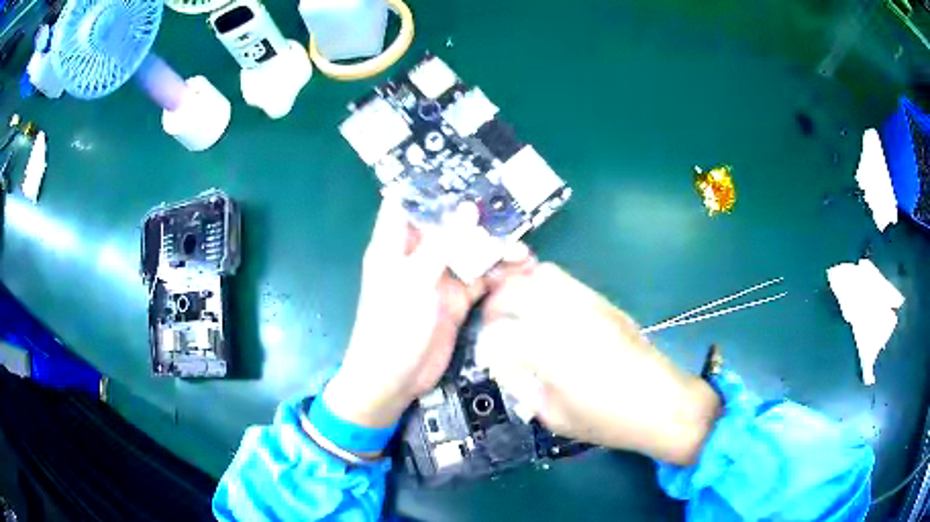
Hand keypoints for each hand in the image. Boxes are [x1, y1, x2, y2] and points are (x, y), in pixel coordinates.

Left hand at [323, 199, 533, 429]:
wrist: (394, 379)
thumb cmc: (392, 327)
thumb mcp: (414, 281)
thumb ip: (442, 244)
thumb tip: (468, 207)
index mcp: (395, 243)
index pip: (407, 202)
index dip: (429, 184)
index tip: (461, 168)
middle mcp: (417, 254)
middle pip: (448, 224)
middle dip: (477, 216)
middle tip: (510, 207)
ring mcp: (439, 277)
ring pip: (470, 251)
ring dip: (495, 249)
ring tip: (524, 249)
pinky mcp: (456, 299)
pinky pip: (480, 278)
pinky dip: (499, 274)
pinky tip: (521, 270)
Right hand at [481, 263, 720, 465]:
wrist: (661, 403)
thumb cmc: (607, 419)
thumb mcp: (553, 415)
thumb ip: (521, 385)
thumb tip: (502, 363)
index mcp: (549, 349)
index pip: (499, 329)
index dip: (486, 341)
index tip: (487, 354)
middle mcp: (565, 316)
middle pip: (515, 289)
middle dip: (495, 304)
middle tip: (493, 325)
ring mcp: (587, 303)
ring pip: (541, 275)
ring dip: (519, 287)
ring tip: (516, 310)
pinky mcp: (603, 301)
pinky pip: (565, 280)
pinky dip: (544, 286)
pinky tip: (545, 309)